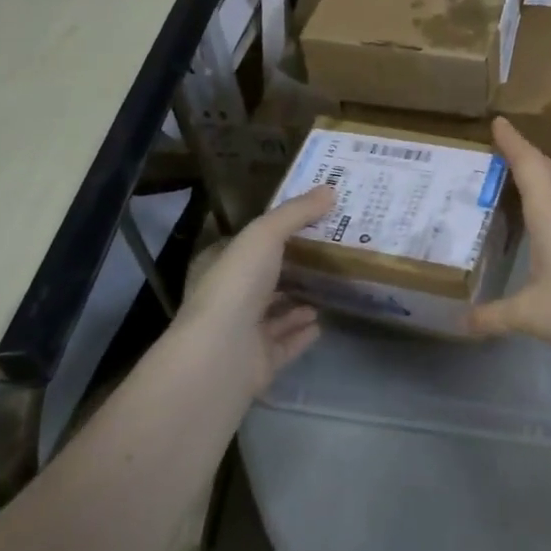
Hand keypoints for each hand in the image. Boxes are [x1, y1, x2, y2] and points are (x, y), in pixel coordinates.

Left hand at [178, 186, 334, 393]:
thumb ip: (296, 213)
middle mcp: (228, 298)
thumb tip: (330, 189)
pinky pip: (285, 344)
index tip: (310, 224)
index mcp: (219, 266)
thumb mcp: (265, 235)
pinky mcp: (258, 362)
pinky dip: (301, 333)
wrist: (221, 355)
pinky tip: (322, 322)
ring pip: (274, 313)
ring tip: (330, 288)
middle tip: (330, 254)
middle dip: (291, 268)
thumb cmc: (235, 286)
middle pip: (264, 279)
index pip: (246, 246)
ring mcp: (241, 333)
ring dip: (298, 302)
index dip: (274, 234)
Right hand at [470, 119, 550, 354]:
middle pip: (547, 169)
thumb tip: (460, 322)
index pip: (528, 165)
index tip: (498, 120)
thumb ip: (494, 316)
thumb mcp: (531, 314)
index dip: (512, 142)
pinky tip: (547, 216)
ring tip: (518, 174)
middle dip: (524, 153)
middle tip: (501, 145)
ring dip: (541, 173)